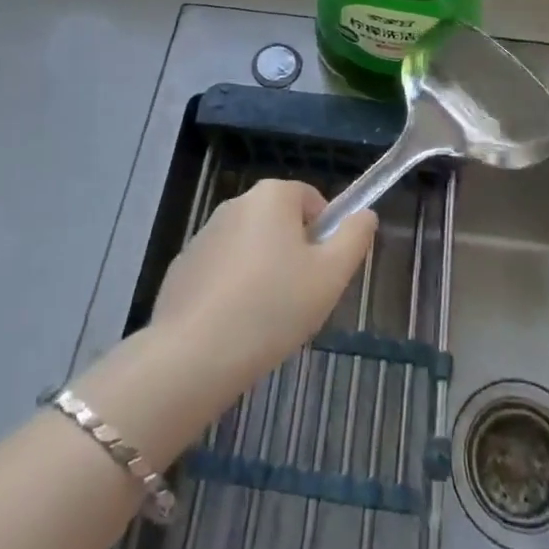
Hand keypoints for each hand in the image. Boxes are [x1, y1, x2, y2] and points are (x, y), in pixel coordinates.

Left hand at [152, 179, 375, 391]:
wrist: (196, 353)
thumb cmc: (274, 306)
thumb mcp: (331, 275)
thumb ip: (354, 238)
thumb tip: (365, 214)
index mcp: (272, 195)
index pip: (312, 200)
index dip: (325, 234)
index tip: (323, 273)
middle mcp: (236, 203)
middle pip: (280, 223)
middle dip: (293, 255)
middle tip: (300, 299)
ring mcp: (204, 233)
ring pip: (250, 248)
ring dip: (263, 272)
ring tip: (266, 319)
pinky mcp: (183, 265)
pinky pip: (221, 271)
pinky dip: (232, 289)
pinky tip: (234, 326)